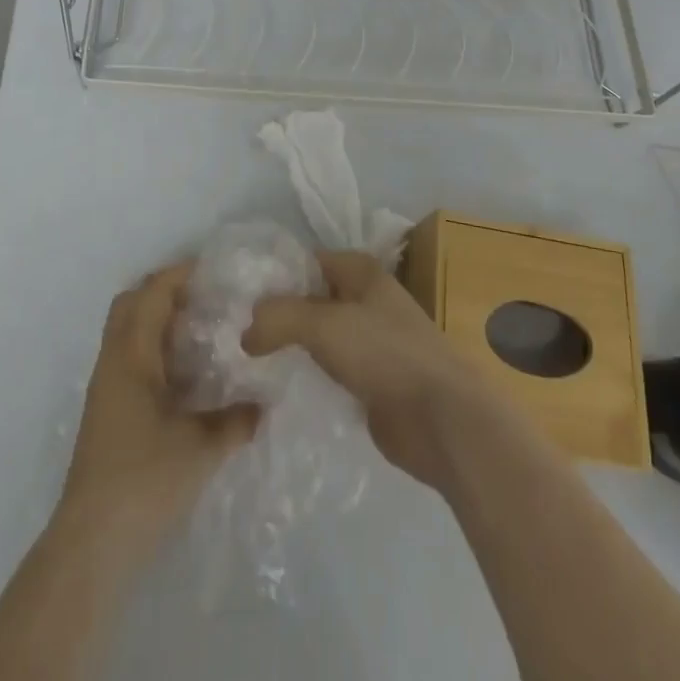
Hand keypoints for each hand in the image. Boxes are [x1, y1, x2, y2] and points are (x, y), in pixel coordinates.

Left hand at [60, 262, 258, 549]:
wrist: (93, 541)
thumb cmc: (145, 479)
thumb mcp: (200, 447)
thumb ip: (235, 420)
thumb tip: (264, 405)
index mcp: (131, 356)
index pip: (152, 293)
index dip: (180, 274)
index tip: (214, 270)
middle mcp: (113, 362)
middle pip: (130, 303)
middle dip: (164, 290)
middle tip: (204, 296)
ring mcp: (106, 387)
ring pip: (127, 331)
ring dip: (158, 320)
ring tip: (201, 330)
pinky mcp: (107, 412)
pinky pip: (130, 358)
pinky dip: (154, 349)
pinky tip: (185, 374)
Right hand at [243, 249, 497, 489]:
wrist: (441, 418)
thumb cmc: (385, 354)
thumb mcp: (324, 324)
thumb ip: (279, 318)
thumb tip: (245, 332)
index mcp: (362, 272)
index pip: (309, 261)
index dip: (276, 276)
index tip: (239, 298)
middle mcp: (368, 301)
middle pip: (313, 300)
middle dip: (280, 315)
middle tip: (238, 334)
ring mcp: (372, 343)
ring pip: (321, 337)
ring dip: (293, 348)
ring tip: (251, 362)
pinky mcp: (373, 382)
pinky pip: (331, 371)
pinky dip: (310, 377)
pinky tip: (282, 389)